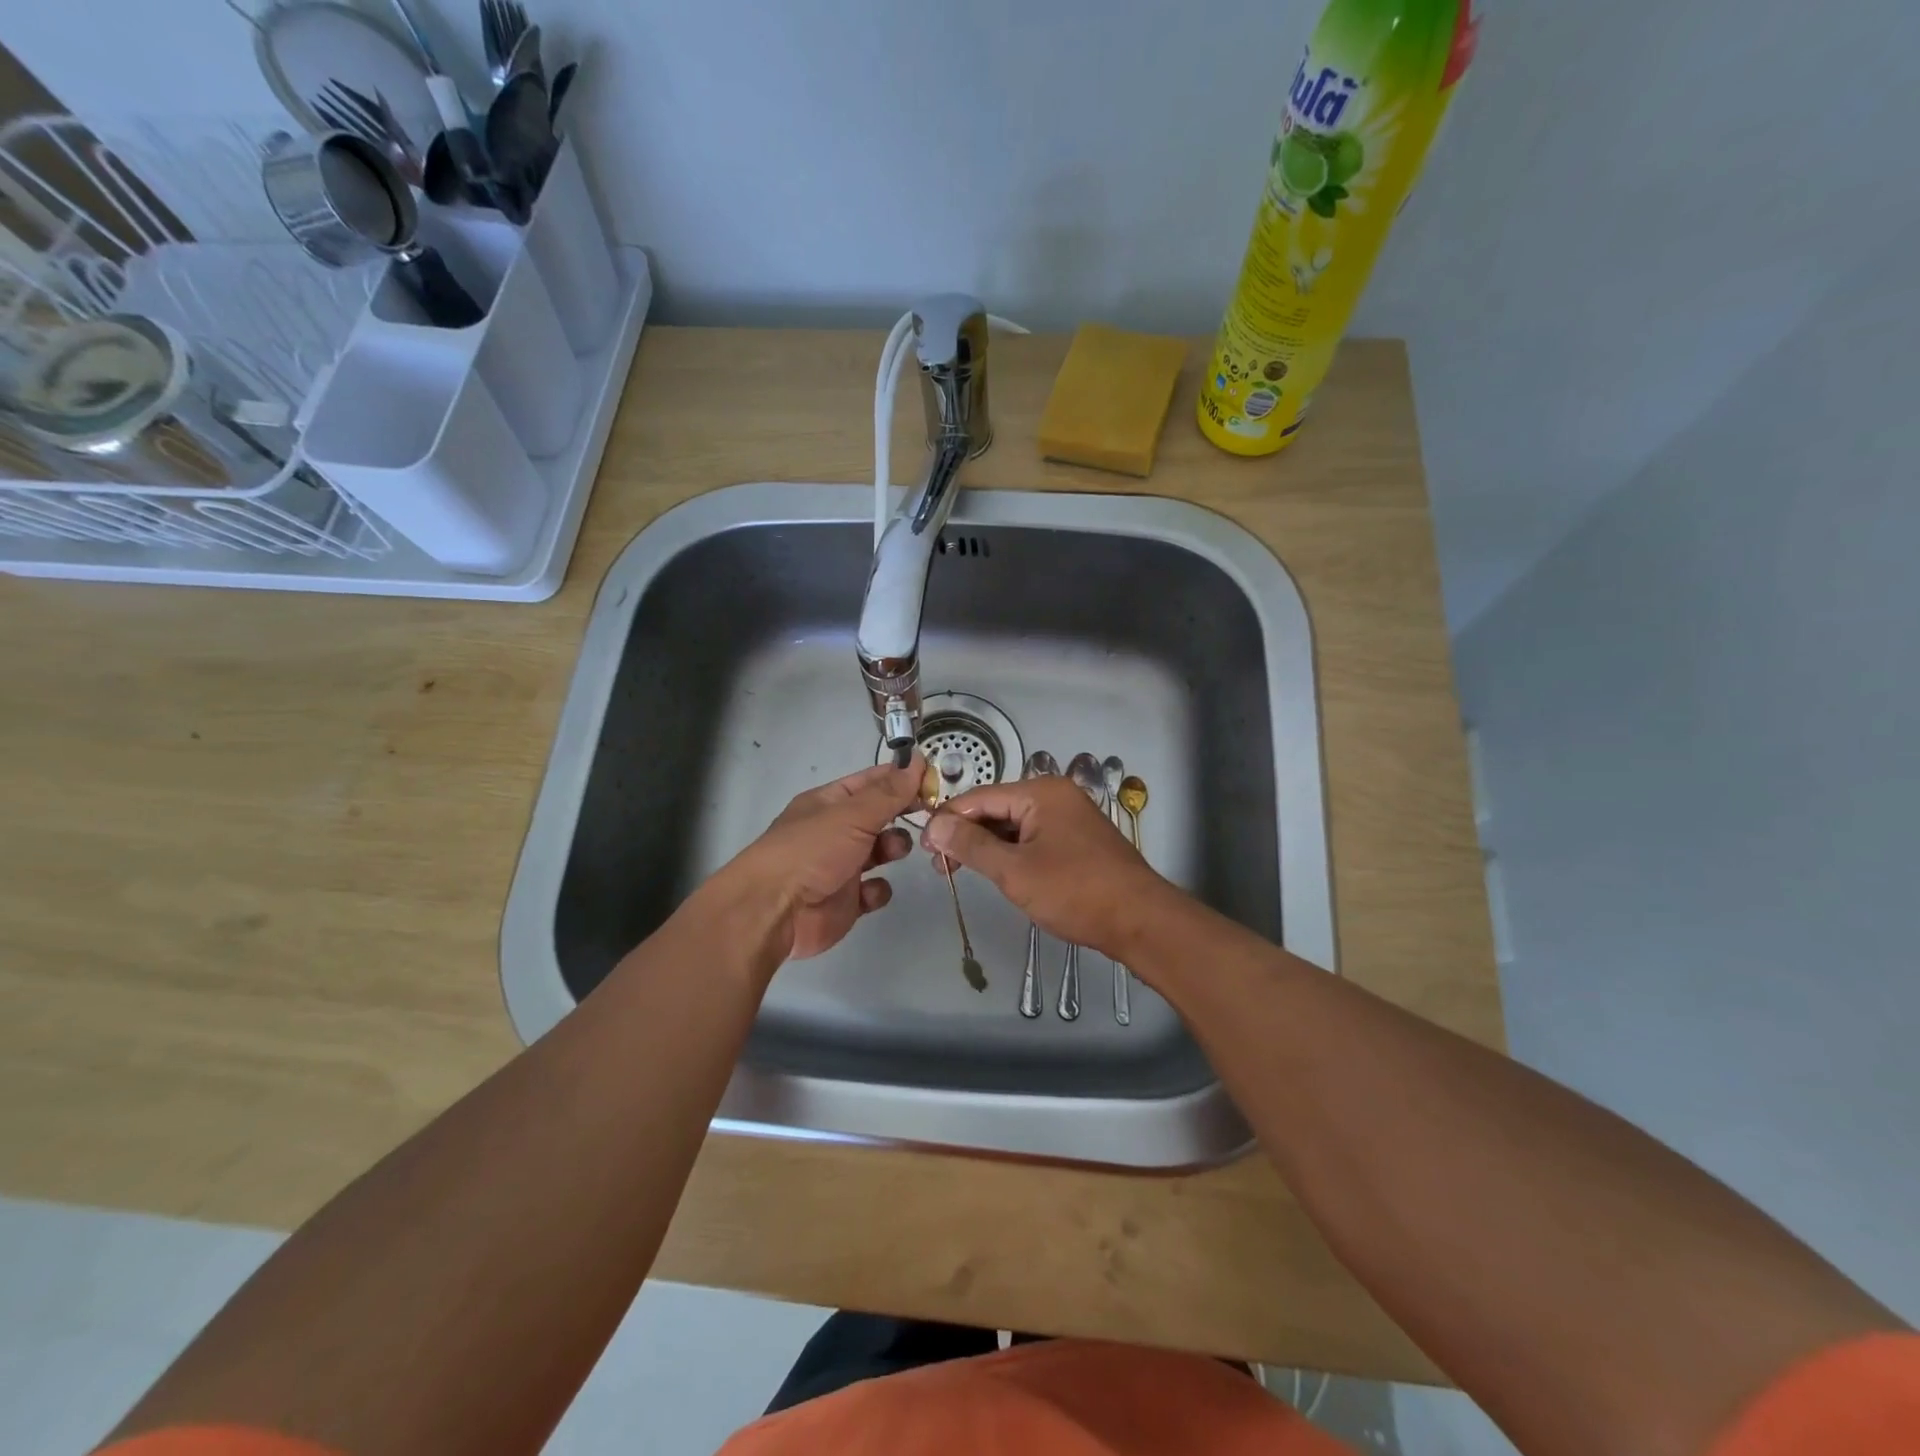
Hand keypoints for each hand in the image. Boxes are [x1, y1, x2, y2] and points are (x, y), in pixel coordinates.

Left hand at [731, 755, 923, 960]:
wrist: (774, 912)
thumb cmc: (811, 851)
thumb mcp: (852, 815)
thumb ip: (889, 792)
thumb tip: (916, 760)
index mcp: (829, 803)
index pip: (872, 782)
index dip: (901, 778)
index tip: (933, 780)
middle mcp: (835, 830)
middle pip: (879, 816)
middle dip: (902, 815)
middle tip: (929, 816)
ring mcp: (841, 866)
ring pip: (880, 850)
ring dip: (894, 848)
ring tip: (894, 851)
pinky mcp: (846, 901)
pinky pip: (874, 889)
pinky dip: (877, 889)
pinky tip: (871, 891)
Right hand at [921, 777, 1174, 961]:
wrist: (1141, 921)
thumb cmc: (1075, 892)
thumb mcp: (1015, 871)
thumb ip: (972, 846)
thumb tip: (934, 825)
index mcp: (1040, 792)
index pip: (980, 798)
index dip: (948, 820)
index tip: (922, 846)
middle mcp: (1055, 796)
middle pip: (997, 808)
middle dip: (966, 834)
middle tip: (938, 864)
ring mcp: (1069, 818)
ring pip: (1014, 825)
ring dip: (987, 846)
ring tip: (957, 870)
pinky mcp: (1077, 840)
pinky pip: (1033, 837)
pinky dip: (1011, 852)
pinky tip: (994, 870)